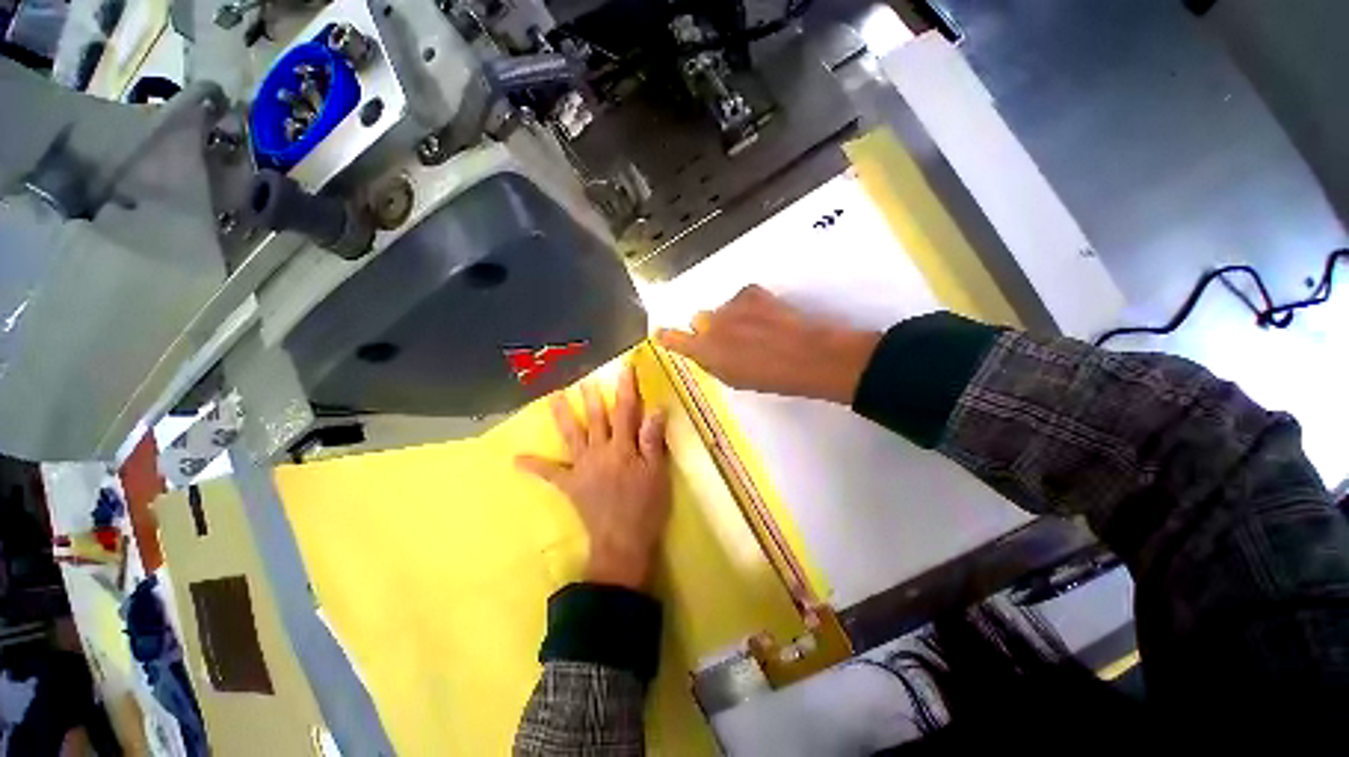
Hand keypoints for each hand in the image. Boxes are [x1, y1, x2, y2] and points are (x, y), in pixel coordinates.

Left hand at [517, 364, 670, 590]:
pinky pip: (551, 474)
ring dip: (563, 416)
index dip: (626, 389)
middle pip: (597, 419)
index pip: (626, 411)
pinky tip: (516, 460)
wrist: (622, 542)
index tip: (624, 369)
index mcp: (623, 448)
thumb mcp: (658, 473)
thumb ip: (653, 441)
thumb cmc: (646, 507)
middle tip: (586, 379)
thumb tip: (655, 409)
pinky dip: (535, 466)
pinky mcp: (571, 485)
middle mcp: (600, 451)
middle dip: (592, 398)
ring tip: (554, 398)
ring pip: (572, 436)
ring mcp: (582, 467)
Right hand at [656, 285, 880, 403]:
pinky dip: (749, 306)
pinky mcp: (748, 292)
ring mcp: (728, 305)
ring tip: (758, 331)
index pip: (676, 340)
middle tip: (733, 340)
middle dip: (710, 328)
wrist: (804, 356)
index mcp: (704, 350)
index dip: (668, 337)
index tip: (661, 333)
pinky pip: (741, 298)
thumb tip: (707, 352)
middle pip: (699, 320)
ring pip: (722, 309)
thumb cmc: (768, 378)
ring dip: (732, 317)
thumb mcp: (733, 379)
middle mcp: (709, 324)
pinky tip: (767, 318)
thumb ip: (712, 362)